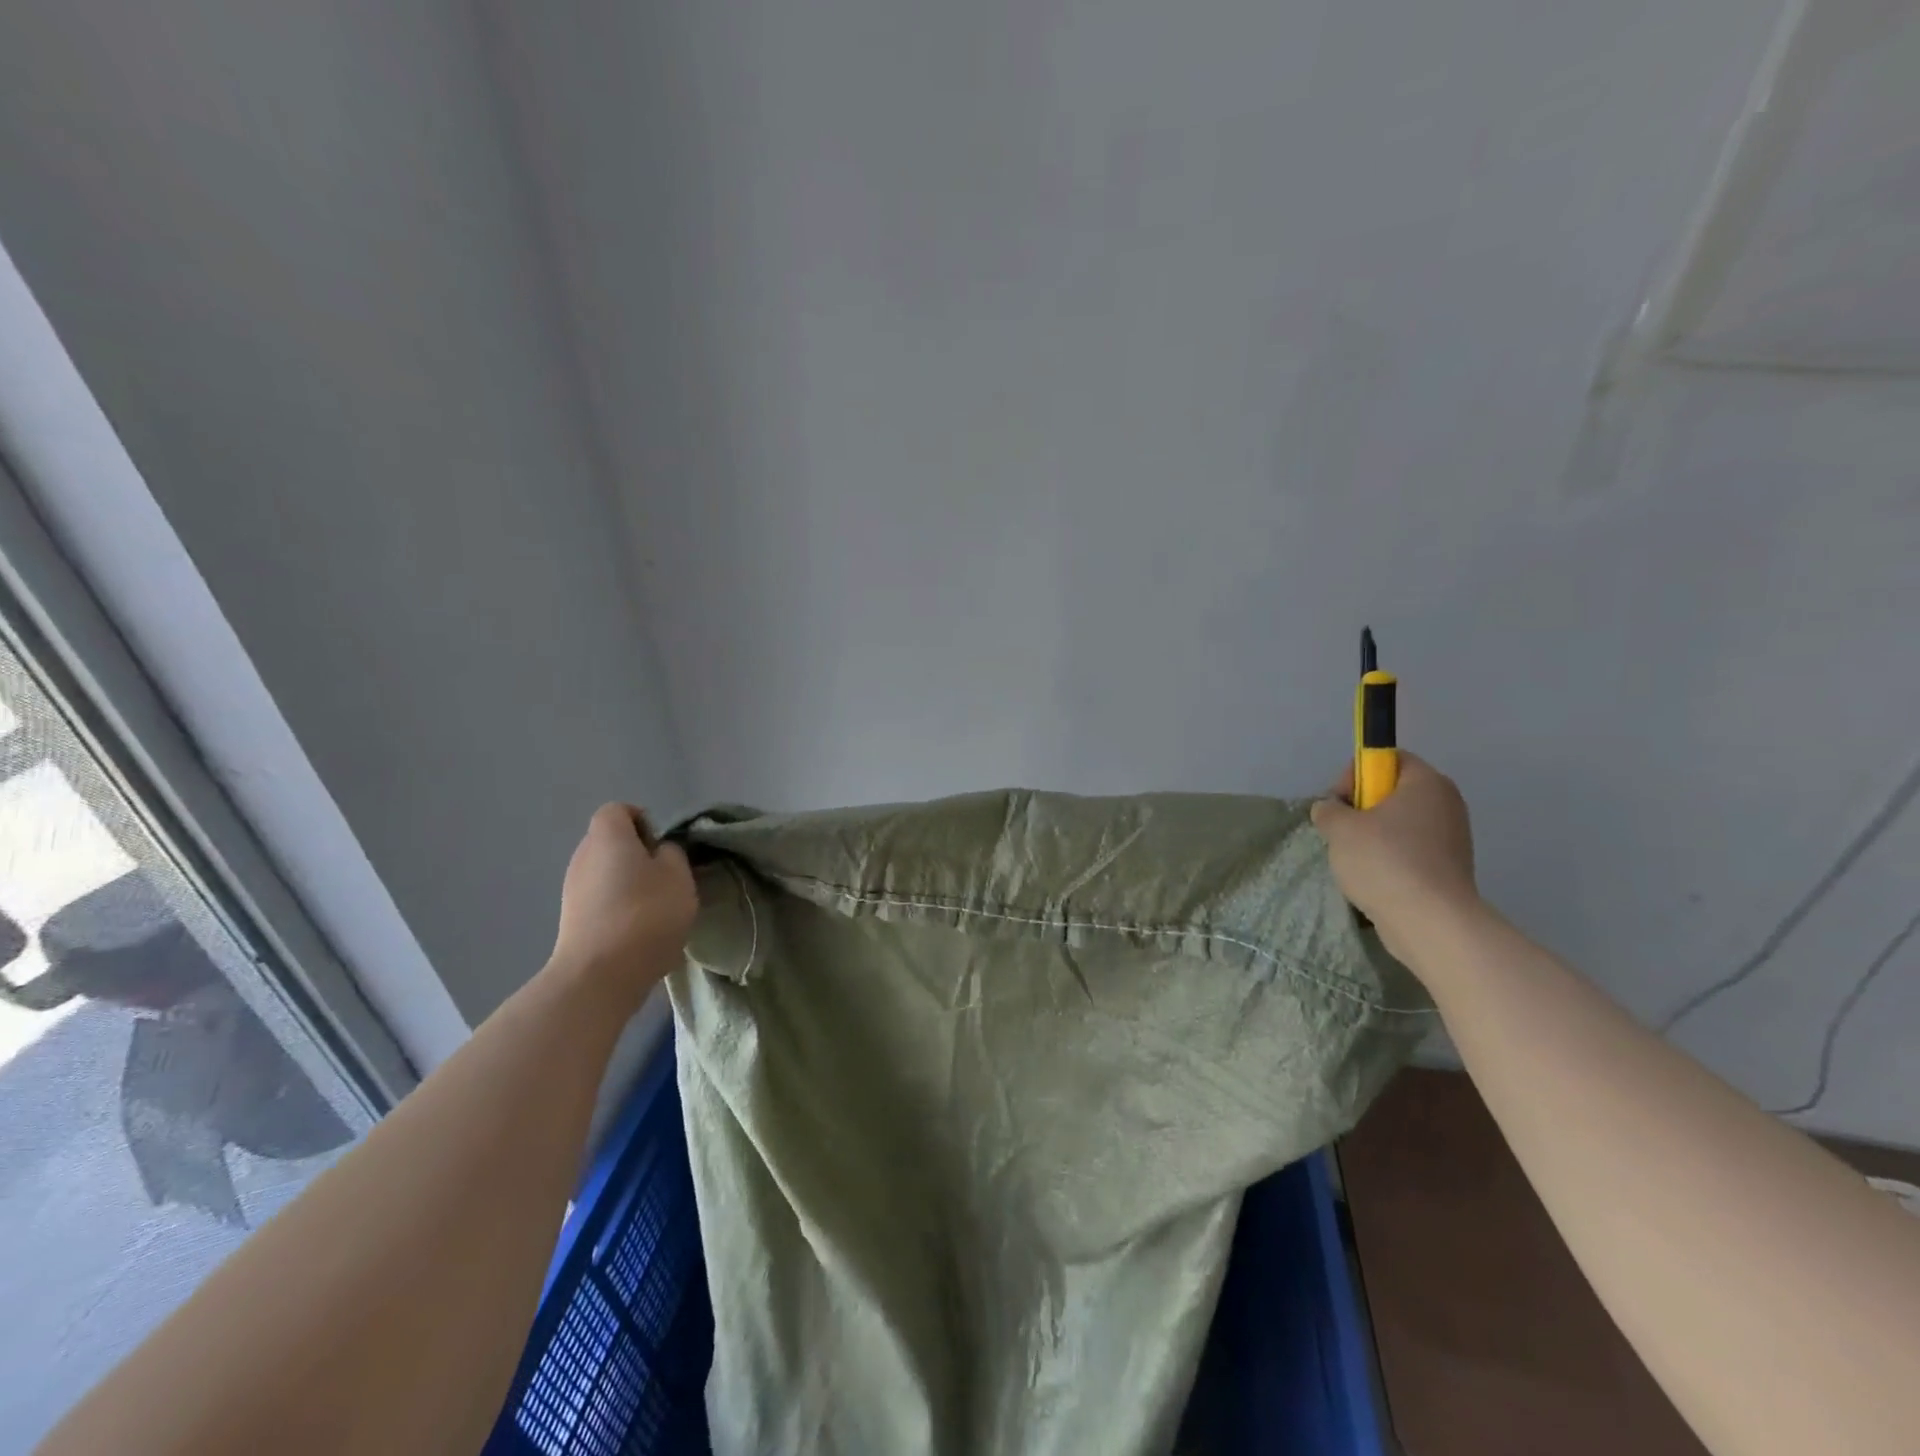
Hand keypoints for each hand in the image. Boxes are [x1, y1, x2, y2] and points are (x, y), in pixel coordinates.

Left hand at [551, 804, 697, 991]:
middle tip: (666, 877)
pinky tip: (639, 932)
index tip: (664, 846)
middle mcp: (583, 856)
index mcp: (607, 836)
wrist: (600, 975)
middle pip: (611, 842)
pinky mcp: (571, 921)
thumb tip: (659, 853)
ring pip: (606, 873)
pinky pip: (600, 901)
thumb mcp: (679, 875)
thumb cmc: (646, 913)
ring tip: (656, 909)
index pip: (619, 810)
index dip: (644, 820)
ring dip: (629, 884)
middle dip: (638, 854)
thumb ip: (672, 854)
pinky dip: (619, 908)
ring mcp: (572, 890)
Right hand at [1310, 754, 1479, 956]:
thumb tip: (1330, 809)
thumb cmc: (1384, 861)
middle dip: (1362, 809)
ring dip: (1373, 837)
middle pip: (1394, 792)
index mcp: (1426, 782)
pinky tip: (1374, 880)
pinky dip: (1390, 860)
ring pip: (1400, 825)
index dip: (1357, 774)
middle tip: (1341, 832)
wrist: (1430, 921)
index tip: (1339, 801)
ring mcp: (1452, 838)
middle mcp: (1446, 804)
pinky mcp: (1449, 869)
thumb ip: (1328, 809)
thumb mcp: (1339, 828)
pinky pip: (1411, 852)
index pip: (1389, 759)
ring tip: (1355, 861)